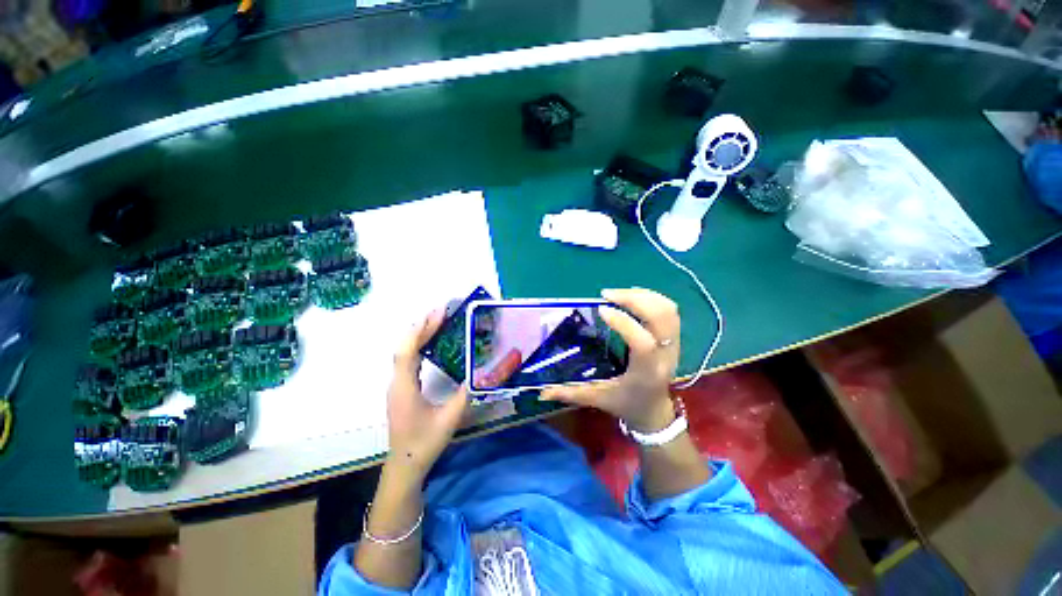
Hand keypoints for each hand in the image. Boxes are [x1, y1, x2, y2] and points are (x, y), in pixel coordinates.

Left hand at [386, 309, 468, 482]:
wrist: (405, 464)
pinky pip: (409, 361)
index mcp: (405, 388)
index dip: (420, 331)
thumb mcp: (449, 419)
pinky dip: (419, 346)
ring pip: (405, 353)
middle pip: (405, 348)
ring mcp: (398, 385)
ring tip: (437, 320)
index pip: (408, 352)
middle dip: (422, 327)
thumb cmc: (424, 442)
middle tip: (440, 311)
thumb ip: (465, 394)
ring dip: (420, 335)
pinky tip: (430, 342)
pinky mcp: (403, 388)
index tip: (436, 314)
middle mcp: (397, 382)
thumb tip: (481, 373)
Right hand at [541, 288, 679, 432]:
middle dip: (634, 299)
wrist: (655, 412)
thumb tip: (541, 391)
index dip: (624, 323)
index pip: (643, 343)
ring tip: (618, 293)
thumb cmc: (626, 405)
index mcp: (646, 372)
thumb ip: (570, 394)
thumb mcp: (597, 399)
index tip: (601, 310)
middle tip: (607, 294)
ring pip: (668, 310)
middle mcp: (665, 355)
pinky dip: (651, 298)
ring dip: (643, 295)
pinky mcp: (675, 338)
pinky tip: (631, 297)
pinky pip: (669, 311)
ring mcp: (674, 345)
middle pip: (661, 317)